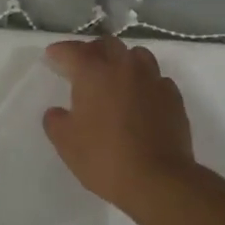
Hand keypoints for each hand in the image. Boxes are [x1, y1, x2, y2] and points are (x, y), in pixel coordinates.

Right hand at [42, 37, 195, 210]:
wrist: (158, 180)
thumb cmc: (104, 158)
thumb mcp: (66, 143)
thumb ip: (55, 121)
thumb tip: (57, 112)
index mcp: (94, 73)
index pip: (73, 51)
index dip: (59, 51)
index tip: (51, 56)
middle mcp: (125, 67)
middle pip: (107, 45)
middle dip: (91, 50)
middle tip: (81, 65)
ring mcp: (153, 80)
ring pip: (137, 55)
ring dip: (122, 61)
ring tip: (114, 77)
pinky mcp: (173, 97)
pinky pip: (156, 78)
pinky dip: (144, 82)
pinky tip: (139, 98)